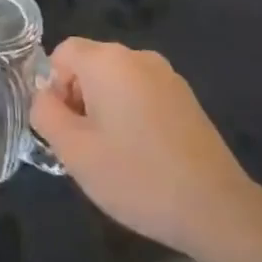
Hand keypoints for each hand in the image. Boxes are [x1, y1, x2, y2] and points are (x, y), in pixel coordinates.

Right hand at [31, 39, 258, 254]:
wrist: (215, 208)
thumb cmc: (135, 175)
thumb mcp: (72, 149)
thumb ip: (45, 113)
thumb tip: (45, 97)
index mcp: (108, 61)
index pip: (63, 53)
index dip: (53, 87)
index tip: (65, 127)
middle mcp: (139, 57)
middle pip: (90, 66)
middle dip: (79, 99)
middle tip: (85, 146)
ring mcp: (168, 77)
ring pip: (117, 83)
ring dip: (104, 110)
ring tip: (114, 155)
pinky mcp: (187, 100)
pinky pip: (142, 96)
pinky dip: (132, 116)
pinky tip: (142, 156)